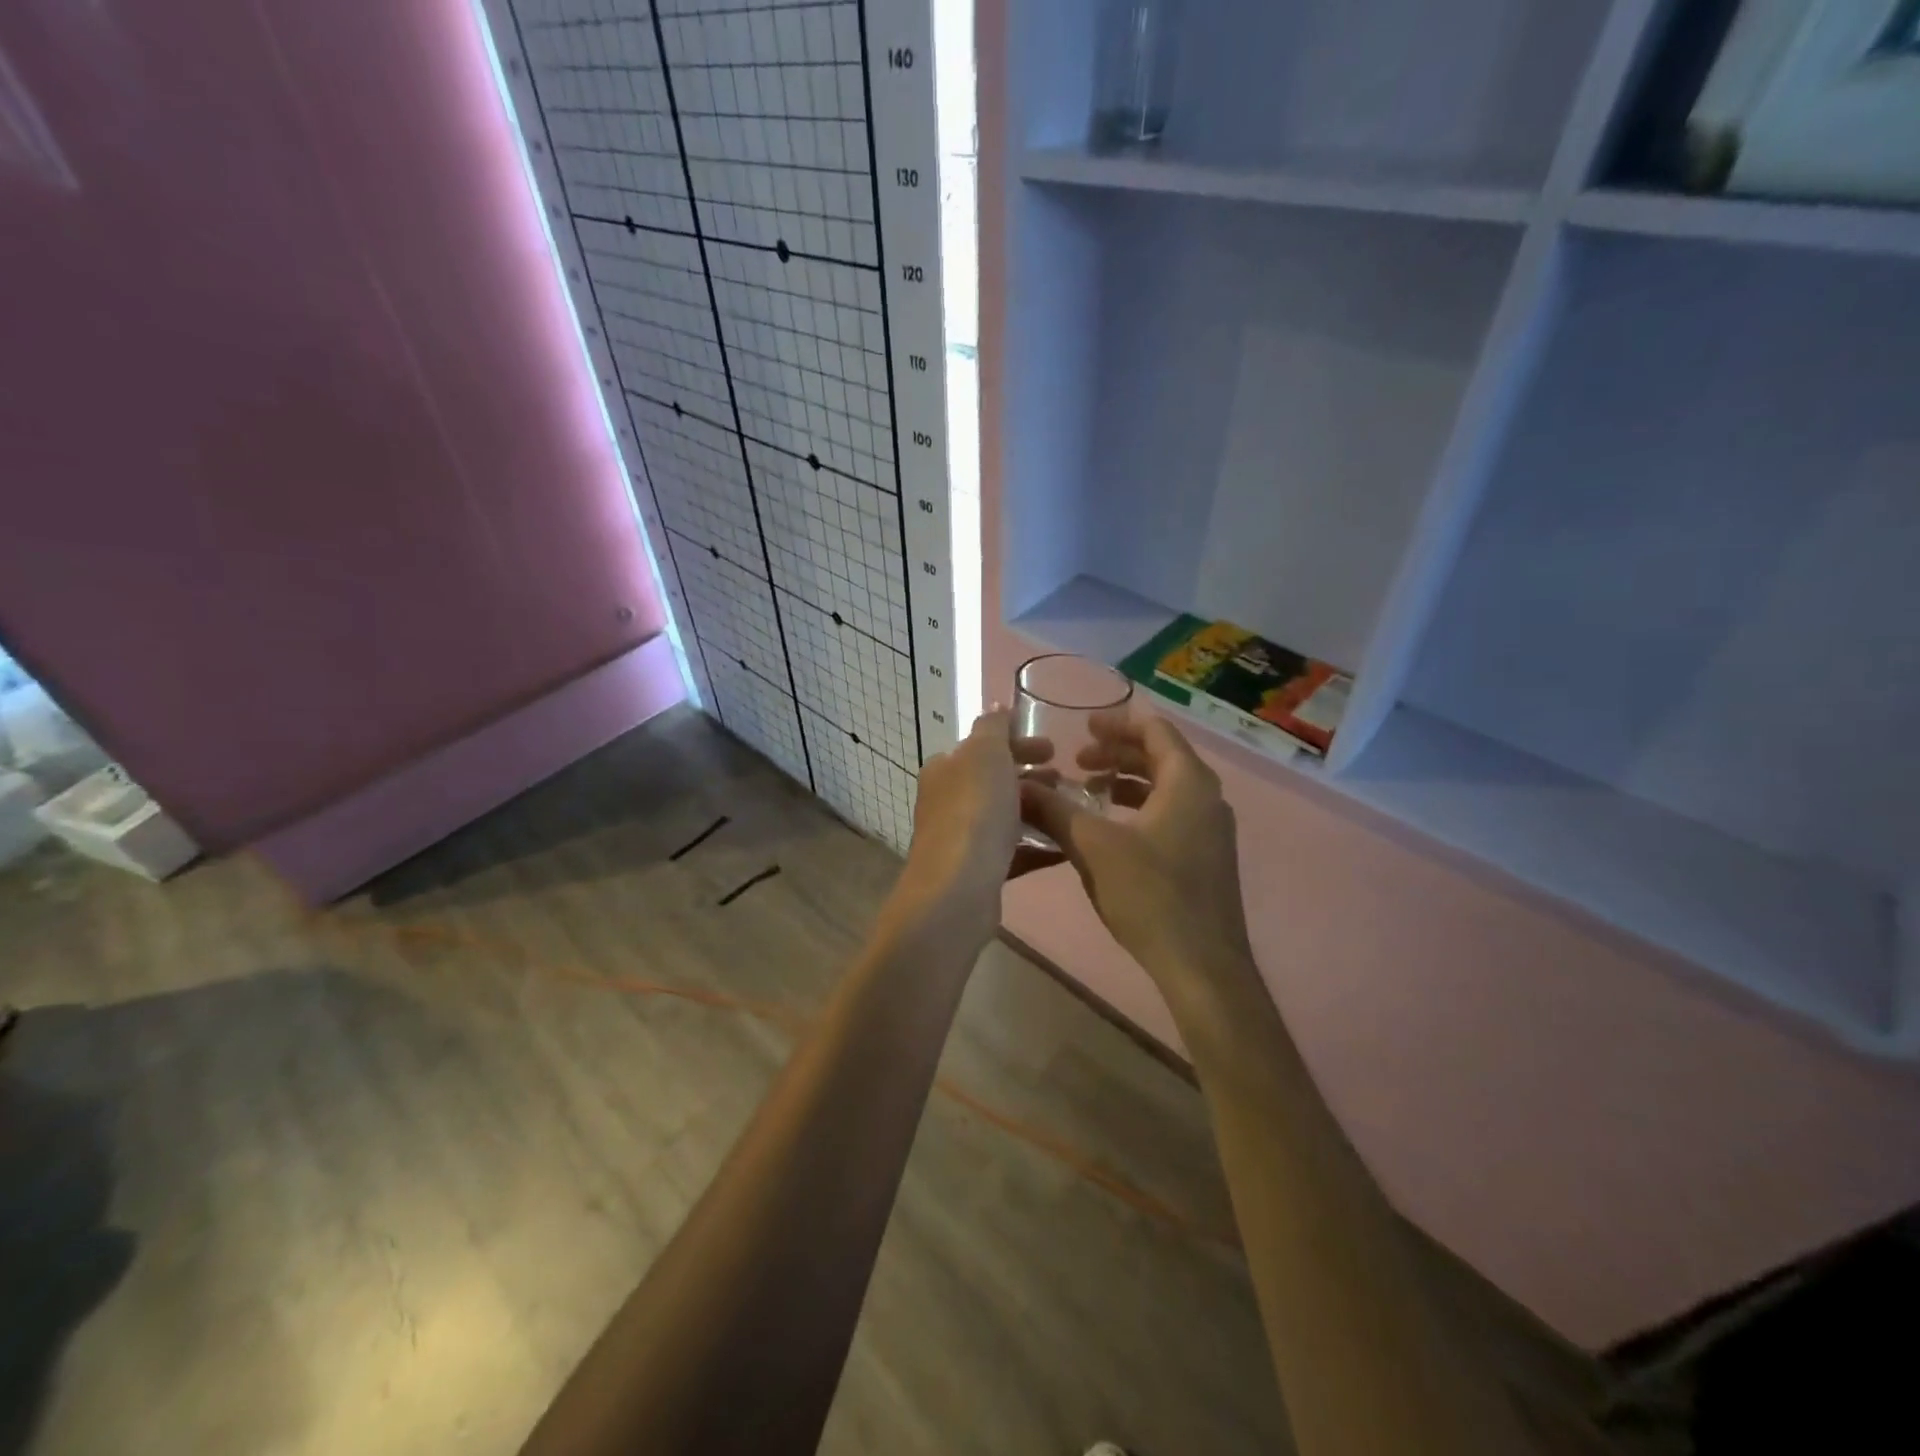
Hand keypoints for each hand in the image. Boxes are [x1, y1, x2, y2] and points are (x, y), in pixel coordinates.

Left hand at [895, 707, 1060, 934]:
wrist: (958, 890)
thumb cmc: (974, 811)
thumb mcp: (985, 754)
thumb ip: (992, 727)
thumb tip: (997, 706)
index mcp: (945, 770)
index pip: (983, 747)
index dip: (1018, 743)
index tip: (1054, 750)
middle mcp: (948, 802)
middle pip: (995, 782)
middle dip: (1031, 777)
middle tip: (1066, 779)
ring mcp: (963, 839)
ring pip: (1006, 817)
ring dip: (1038, 809)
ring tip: (1072, 809)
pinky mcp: (980, 872)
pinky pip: (1015, 852)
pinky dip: (1039, 845)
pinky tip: (1067, 845)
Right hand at [1020, 711, 1255, 1000]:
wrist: (1202, 965)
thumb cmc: (1151, 895)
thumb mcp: (1094, 847)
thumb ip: (1055, 810)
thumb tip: (1018, 786)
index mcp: (1188, 782)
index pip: (1156, 730)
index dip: (1118, 723)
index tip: (1083, 725)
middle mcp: (1207, 798)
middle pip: (1162, 757)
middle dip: (1118, 753)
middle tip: (1077, 759)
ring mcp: (1211, 830)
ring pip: (1166, 788)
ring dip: (1127, 782)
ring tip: (1088, 790)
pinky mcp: (1206, 858)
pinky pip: (1171, 814)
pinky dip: (1139, 808)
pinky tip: (1110, 829)